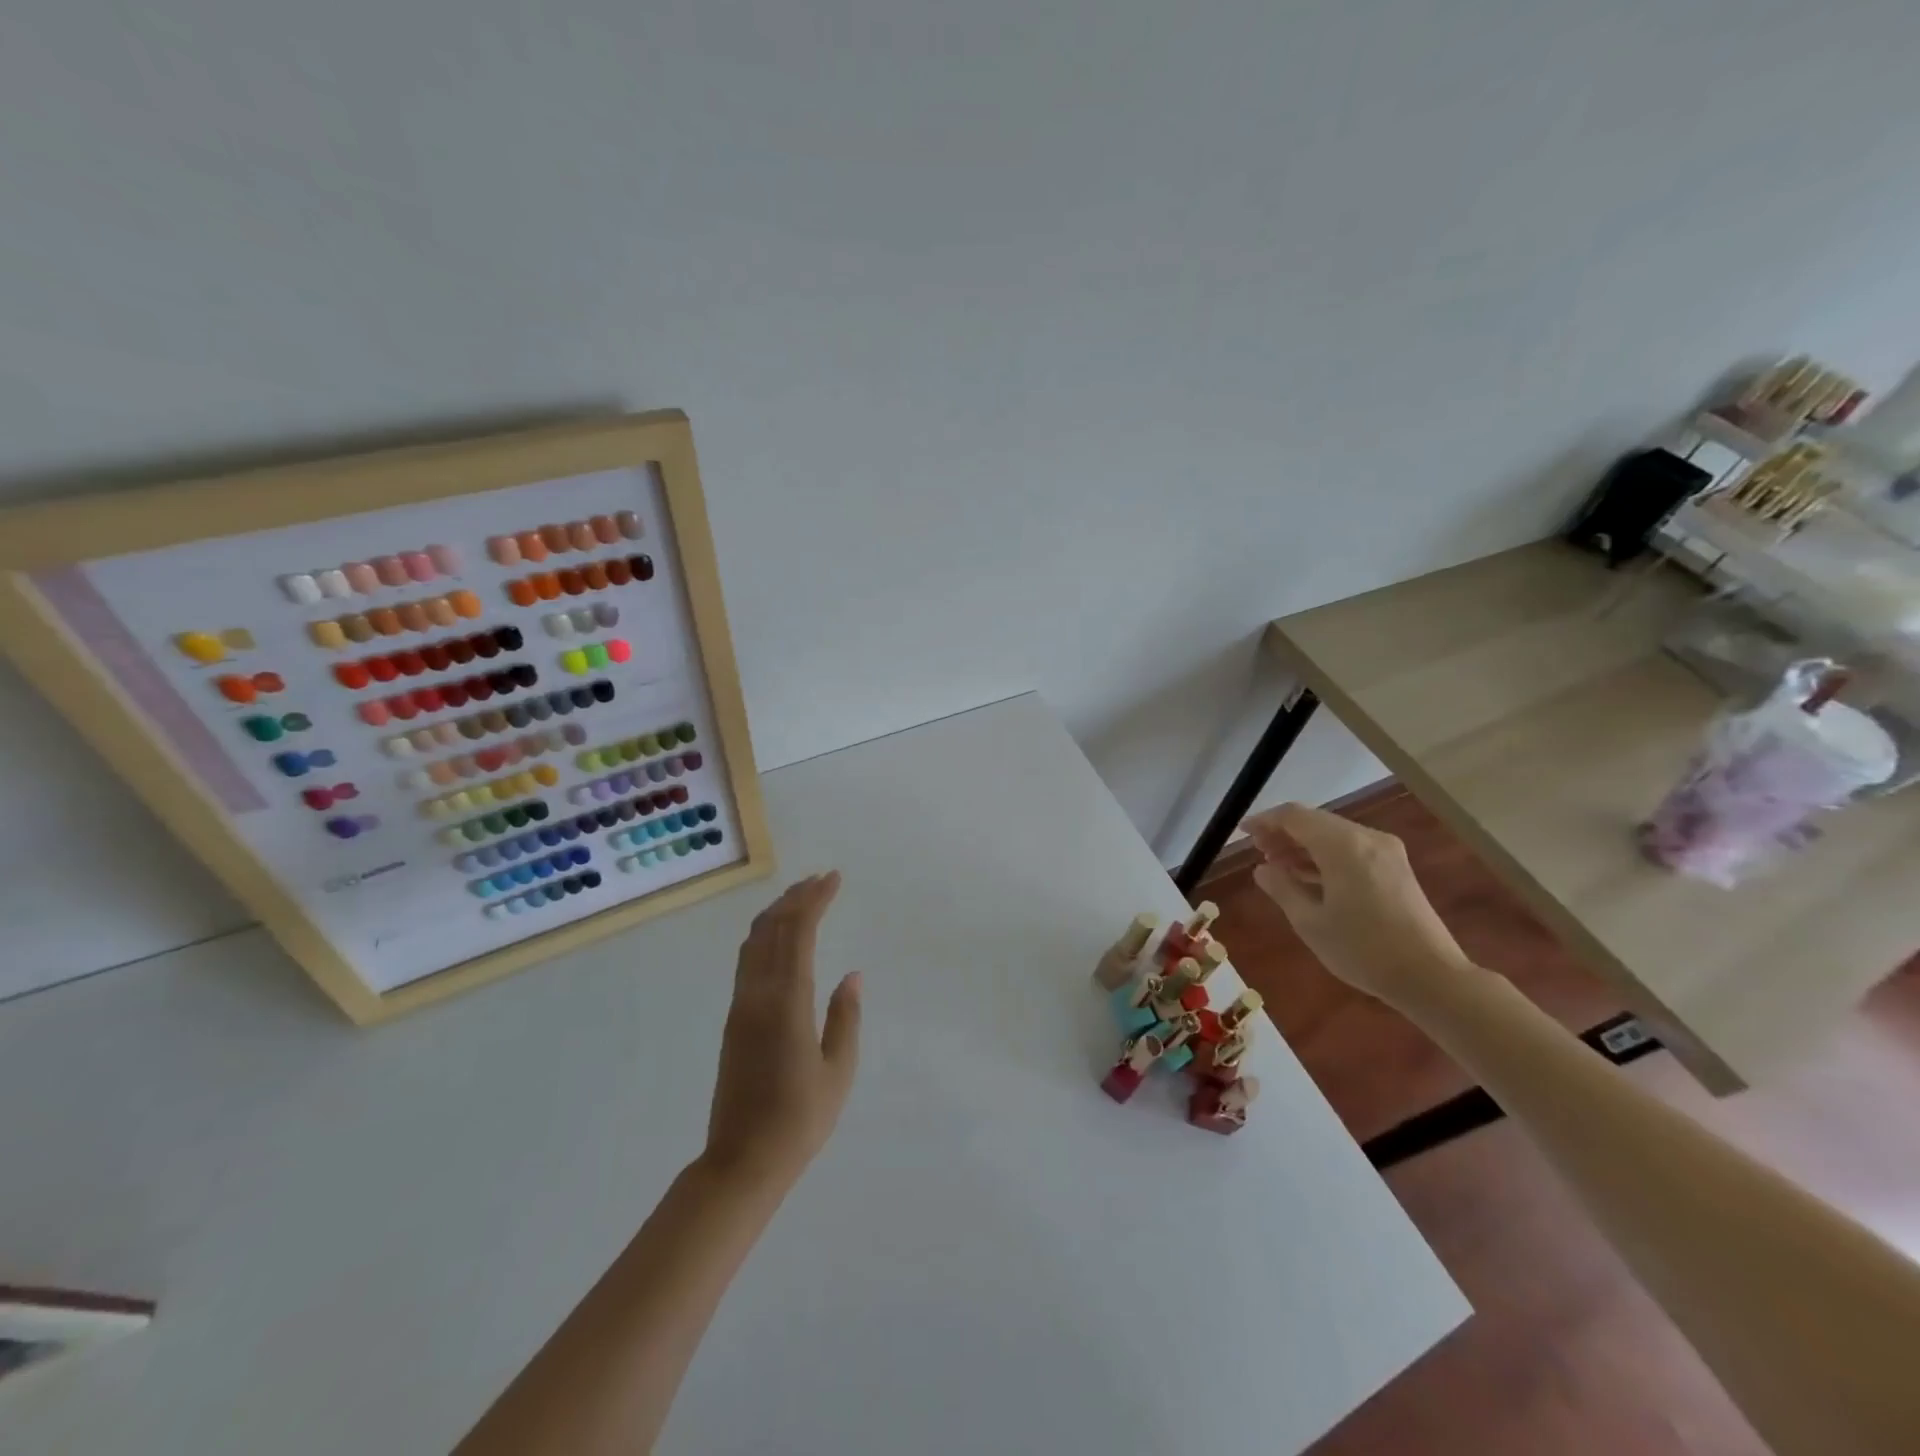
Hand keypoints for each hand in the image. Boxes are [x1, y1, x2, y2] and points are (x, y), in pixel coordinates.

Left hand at [701, 872, 861, 1191]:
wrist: (742, 1160)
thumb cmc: (799, 1119)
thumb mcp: (838, 1071)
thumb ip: (845, 1018)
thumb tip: (852, 975)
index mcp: (788, 1003)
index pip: (799, 934)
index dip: (815, 901)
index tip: (833, 879)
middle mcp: (759, 994)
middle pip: (774, 929)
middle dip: (797, 898)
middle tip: (821, 879)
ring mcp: (741, 1005)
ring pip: (755, 942)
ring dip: (778, 912)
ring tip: (801, 897)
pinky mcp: (734, 1018)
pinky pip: (747, 960)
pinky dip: (764, 935)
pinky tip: (777, 935)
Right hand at [1242, 803, 1474, 1006]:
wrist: (1431, 976)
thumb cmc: (1363, 950)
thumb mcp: (1310, 922)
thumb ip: (1282, 888)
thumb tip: (1262, 869)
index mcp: (1342, 845)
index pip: (1294, 816)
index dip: (1265, 821)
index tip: (1243, 833)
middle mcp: (1366, 838)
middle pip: (1315, 821)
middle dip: (1283, 833)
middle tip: (1258, 853)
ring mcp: (1385, 852)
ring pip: (1333, 834)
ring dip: (1303, 845)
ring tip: (1277, 866)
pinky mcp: (1395, 868)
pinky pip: (1350, 849)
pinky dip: (1325, 856)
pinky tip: (1308, 876)